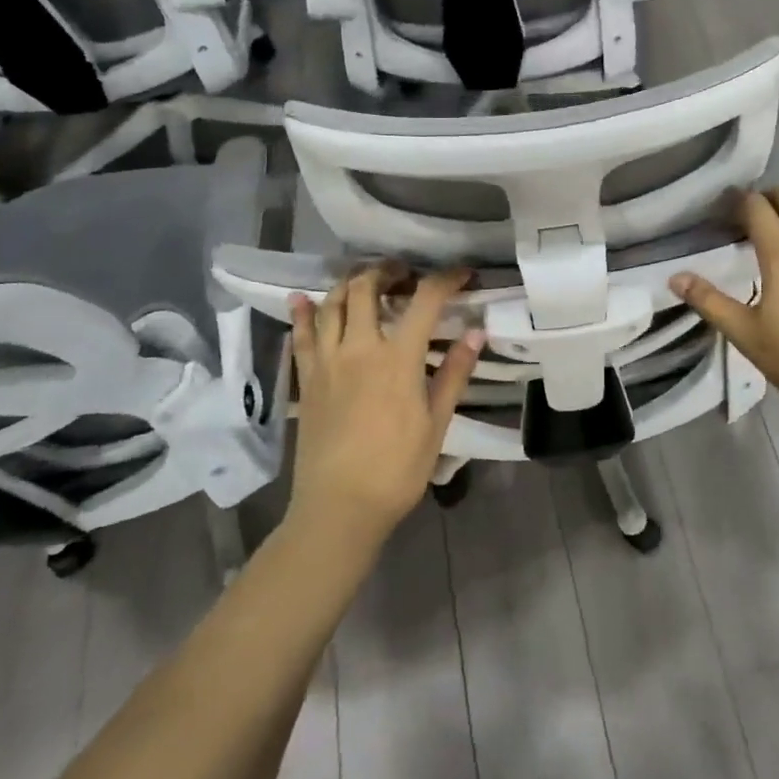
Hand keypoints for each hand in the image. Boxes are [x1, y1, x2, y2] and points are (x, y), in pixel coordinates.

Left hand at [288, 264, 483, 544]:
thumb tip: (477, 333)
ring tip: (366, 281)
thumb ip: (454, 373)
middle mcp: (359, 348)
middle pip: (367, 288)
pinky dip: (303, 313)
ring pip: (332, 303)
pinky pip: (301, 336)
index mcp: (397, 358)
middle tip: (405, 273)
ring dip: (350, 283)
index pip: (425, 300)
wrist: (339, 507)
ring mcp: (327, 361)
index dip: (446, 279)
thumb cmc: (397, 469)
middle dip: (388, 270)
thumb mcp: (436, 423)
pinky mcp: (306, 379)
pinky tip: (302, 299)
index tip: (463, 273)